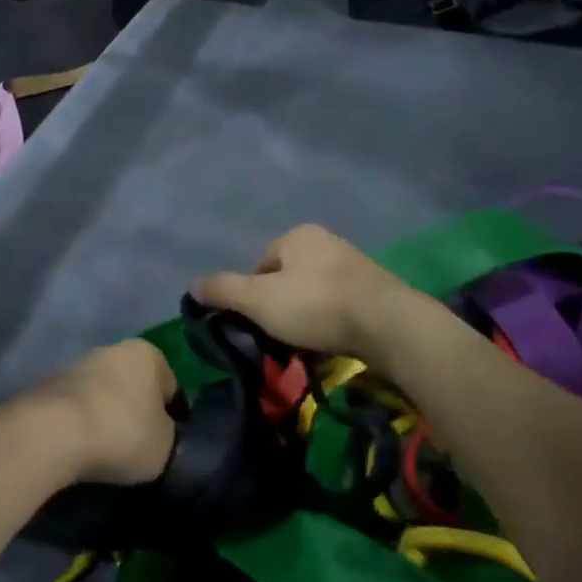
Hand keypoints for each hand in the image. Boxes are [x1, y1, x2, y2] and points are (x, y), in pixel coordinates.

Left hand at [1, 340, 179, 486]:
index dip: (175, 416)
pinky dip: (83, 424)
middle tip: (140, 444)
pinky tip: (83, 448)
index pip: (171, 386)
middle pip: (135, 385)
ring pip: (104, 394)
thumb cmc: (122, 432)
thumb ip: (169, 435)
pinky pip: (78, 408)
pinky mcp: (49, 386)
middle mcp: (113, 349)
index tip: (171, 441)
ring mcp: (77, 365)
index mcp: (148, 354)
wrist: (52, 433)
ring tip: (109, 451)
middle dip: (138, 409)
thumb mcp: (165, 445)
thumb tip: (160, 433)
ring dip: (108, 415)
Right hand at [191, 225, 422, 360]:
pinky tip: (333, 343)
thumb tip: (192, 285)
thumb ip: (223, 290)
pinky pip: (340, 306)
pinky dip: (331, 323)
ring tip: (307, 345)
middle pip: (287, 279)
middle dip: (281, 307)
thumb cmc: (316, 305)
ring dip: (307, 317)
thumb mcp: (259, 300)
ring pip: (314, 294)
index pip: (260, 265)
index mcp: (297, 235)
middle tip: (281, 337)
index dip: (253, 296)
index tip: (258, 324)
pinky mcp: (376, 290)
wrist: (389, 324)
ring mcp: (354, 265)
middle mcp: (326, 242)